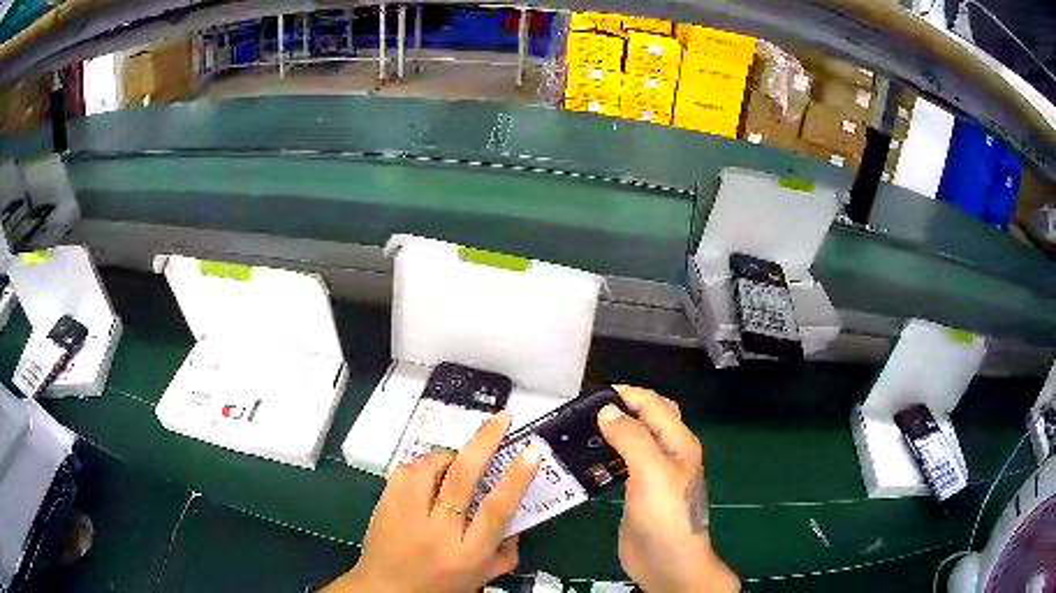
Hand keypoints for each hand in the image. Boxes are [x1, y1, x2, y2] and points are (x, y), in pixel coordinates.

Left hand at [325, 412, 540, 592]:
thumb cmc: (437, 588)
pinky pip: (405, 471)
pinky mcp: (384, 505)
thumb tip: (519, 524)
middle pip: (462, 478)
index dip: (516, 478)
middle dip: (484, 443)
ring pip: (430, 468)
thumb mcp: (479, 578)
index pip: (496, 510)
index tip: (530, 452)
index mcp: (467, 554)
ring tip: (459, 460)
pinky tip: (430, 473)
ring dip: (449, 456)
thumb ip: (505, 554)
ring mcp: (406, 516)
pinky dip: (422, 465)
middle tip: (500, 421)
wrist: (384, 591)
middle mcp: (437, 532)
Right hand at [599, 386, 738, 592]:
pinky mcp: (638, 493)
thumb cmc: (665, 516)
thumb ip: (632, 438)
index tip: (592, 394)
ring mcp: (653, 474)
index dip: (627, 395)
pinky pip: (622, 465)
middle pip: (646, 419)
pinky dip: (607, 456)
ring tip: (581, 431)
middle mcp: (668, 453)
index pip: (654, 405)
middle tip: (586, 412)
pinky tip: (587, 460)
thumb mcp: (651, 472)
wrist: (667, 563)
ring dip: (612, 432)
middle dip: (621, 409)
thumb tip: (607, 411)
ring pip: (633, 441)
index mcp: (678, 442)